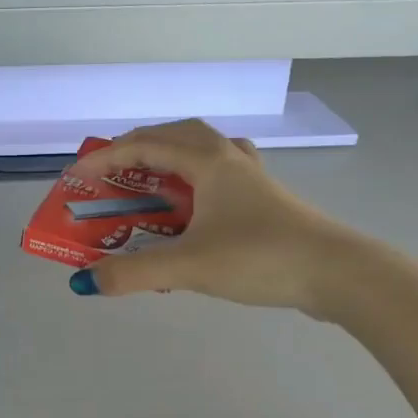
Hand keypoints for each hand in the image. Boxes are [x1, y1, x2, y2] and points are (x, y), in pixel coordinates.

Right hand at [69, 120, 357, 315]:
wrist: (339, 274)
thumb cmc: (260, 257)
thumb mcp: (188, 266)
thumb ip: (132, 273)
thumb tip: (84, 282)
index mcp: (208, 161)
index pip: (145, 145)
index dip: (106, 157)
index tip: (78, 177)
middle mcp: (229, 159)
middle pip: (176, 135)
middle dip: (137, 147)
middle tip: (112, 171)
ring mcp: (252, 178)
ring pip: (203, 149)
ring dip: (169, 156)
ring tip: (149, 179)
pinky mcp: (265, 200)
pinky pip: (220, 173)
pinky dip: (196, 176)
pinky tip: (196, 201)